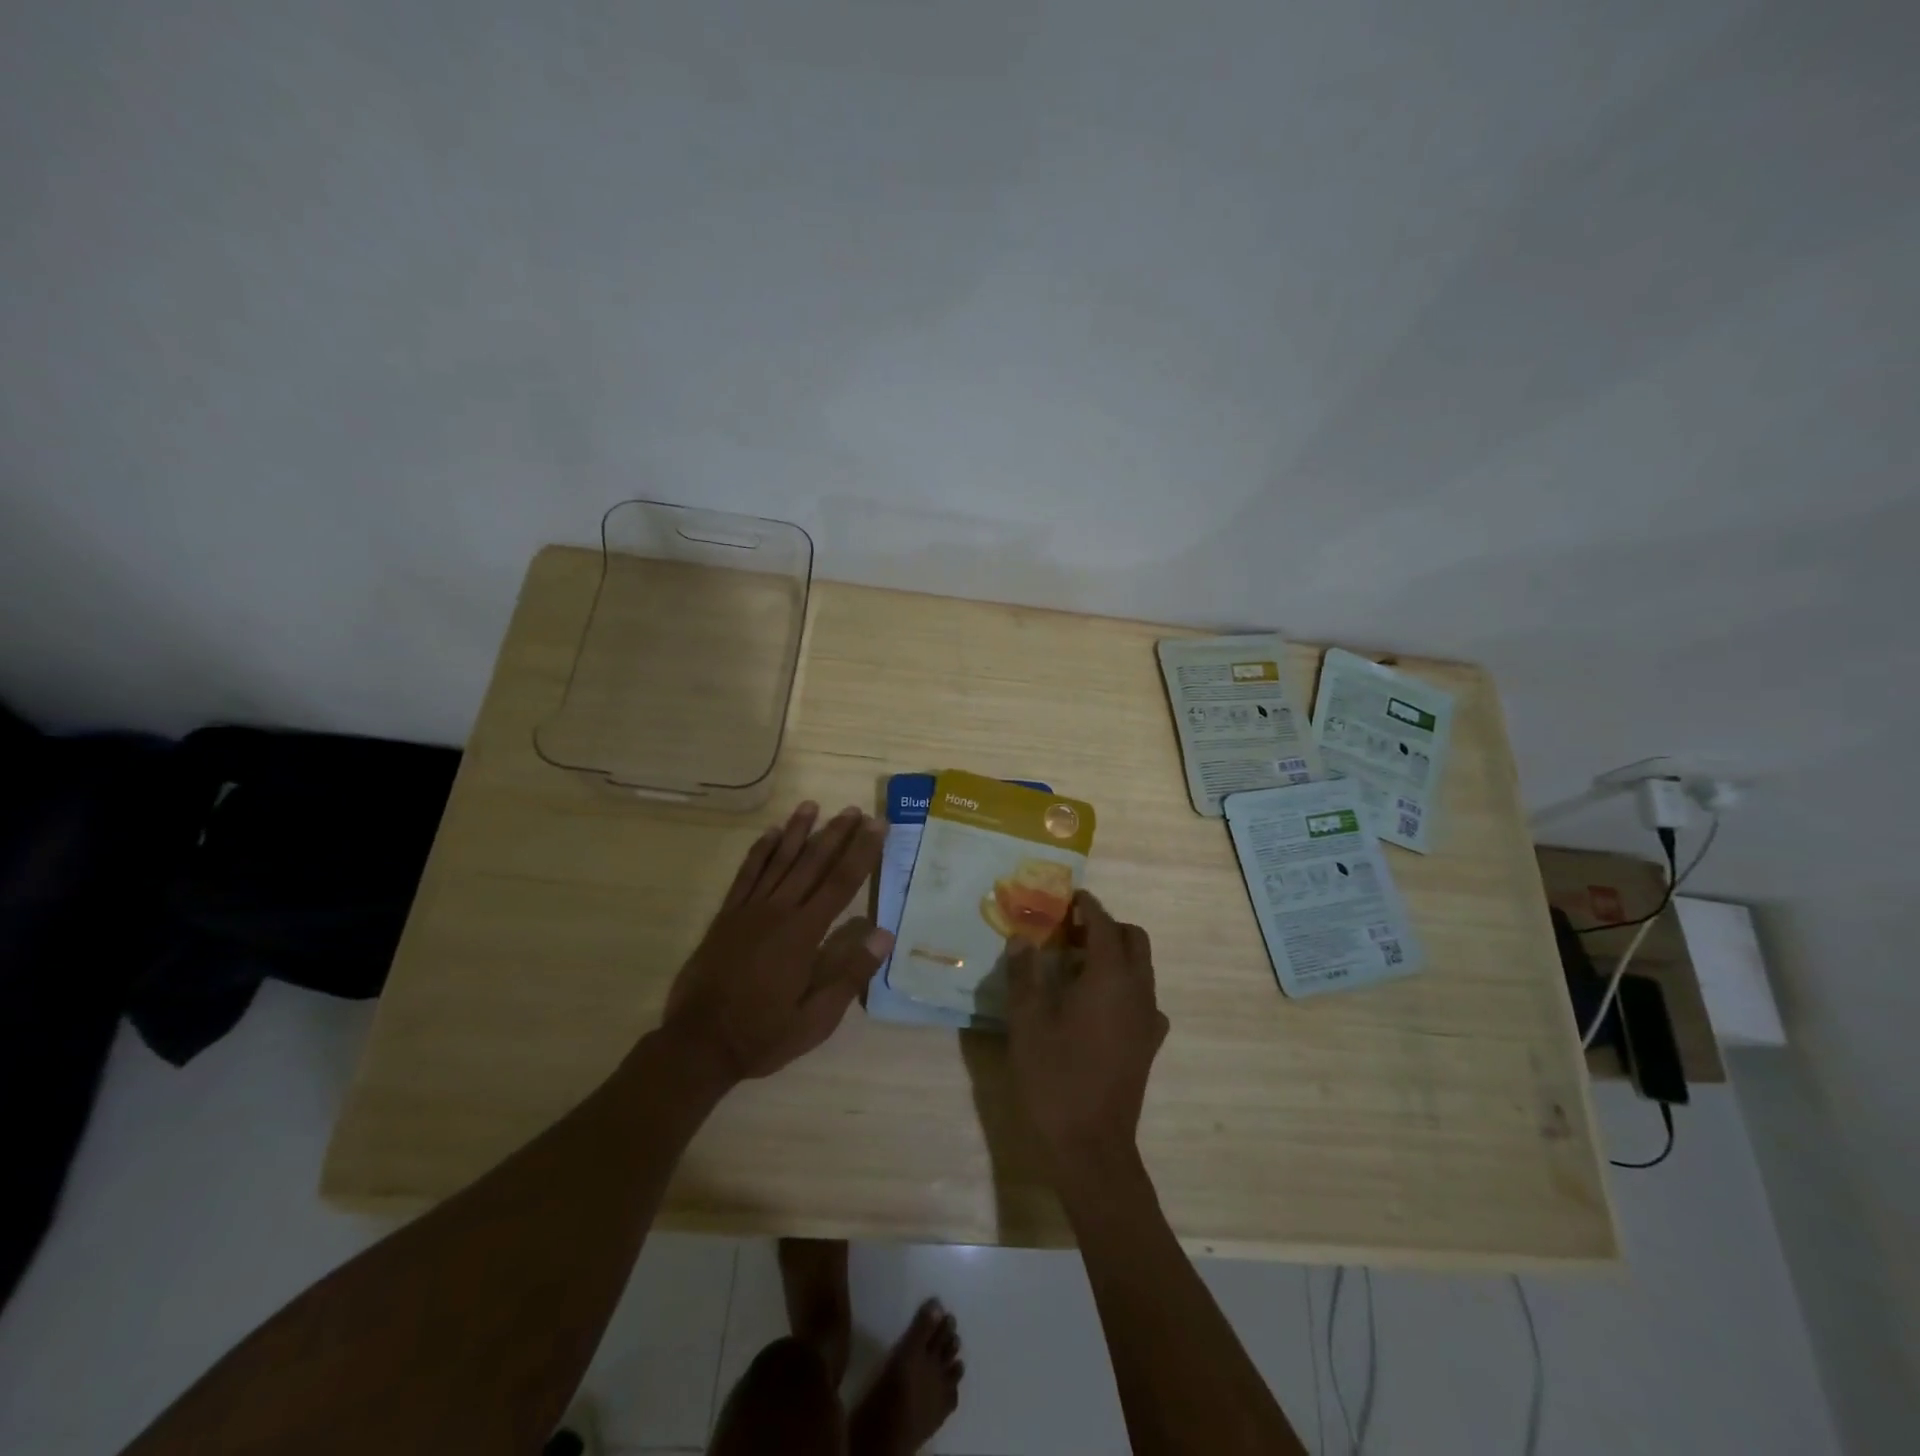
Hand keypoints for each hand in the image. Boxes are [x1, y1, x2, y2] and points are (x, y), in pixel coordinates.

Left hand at [662, 802, 891, 1082]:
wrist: (699, 1044)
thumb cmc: (764, 1034)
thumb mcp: (816, 1019)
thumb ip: (849, 974)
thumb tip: (883, 934)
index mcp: (803, 934)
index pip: (841, 883)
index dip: (862, 852)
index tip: (877, 826)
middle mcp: (778, 912)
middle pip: (813, 863)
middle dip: (836, 834)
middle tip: (855, 810)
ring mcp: (749, 910)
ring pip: (779, 860)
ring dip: (798, 832)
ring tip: (812, 806)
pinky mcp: (727, 916)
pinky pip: (746, 874)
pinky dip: (759, 851)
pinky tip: (770, 833)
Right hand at [1006, 891, 1167, 1169]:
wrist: (1091, 1147)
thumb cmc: (1054, 1078)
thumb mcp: (1027, 1022)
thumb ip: (1024, 974)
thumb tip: (1022, 938)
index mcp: (1110, 977)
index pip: (1104, 924)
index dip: (1087, 905)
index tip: (1068, 896)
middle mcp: (1138, 990)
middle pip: (1133, 939)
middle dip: (1106, 926)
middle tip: (1069, 931)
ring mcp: (1148, 1019)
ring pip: (1141, 968)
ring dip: (1114, 955)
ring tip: (1075, 965)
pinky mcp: (1149, 1044)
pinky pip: (1142, 998)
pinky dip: (1123, 986)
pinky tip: (1094, 1005)